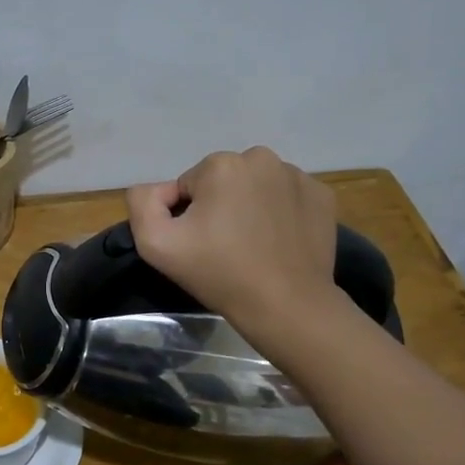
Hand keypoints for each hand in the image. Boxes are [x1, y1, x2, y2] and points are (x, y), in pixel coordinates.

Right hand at [126, 147, 343, 334]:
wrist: (287, 306)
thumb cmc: (219, 273)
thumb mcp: (155, 243)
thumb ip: (142, 203)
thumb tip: (161, 191)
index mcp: (221, 164)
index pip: (188, 186)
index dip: (187, 216)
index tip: (200, 245)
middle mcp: (261, 158)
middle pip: (223, 181)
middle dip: (219, 207)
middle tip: (224, 247)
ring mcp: (297, 176)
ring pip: (256, 186)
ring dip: (249, 208)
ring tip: (253, 246)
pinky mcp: (322, 196)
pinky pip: (287, 197)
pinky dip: (280, 213)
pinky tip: (278, 242)